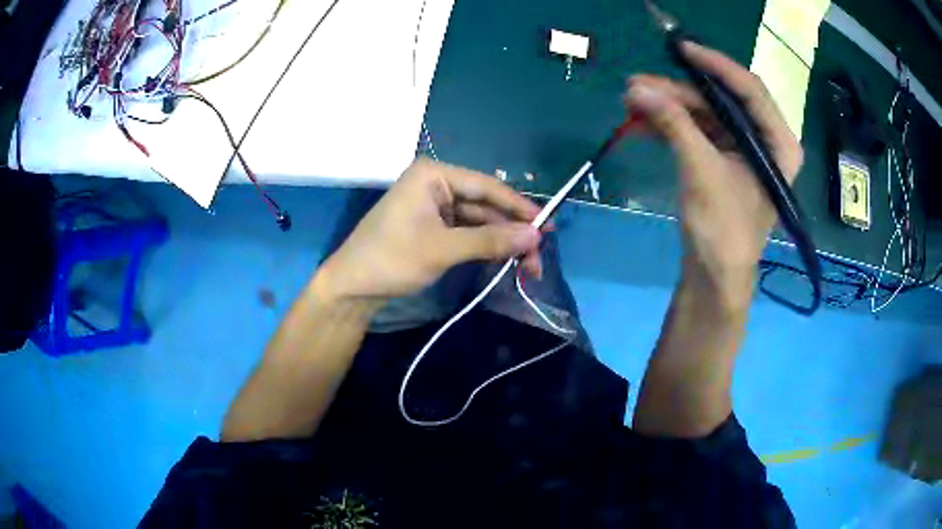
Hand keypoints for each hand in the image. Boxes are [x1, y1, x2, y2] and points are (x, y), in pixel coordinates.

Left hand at [314, 158, 543, 303]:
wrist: (351, 287)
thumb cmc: (391, 259)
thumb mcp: (443, 249)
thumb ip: (490, 240)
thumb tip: (535, 237)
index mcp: (433, 174)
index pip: (487, 186)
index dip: (519, 207)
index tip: (547, 227)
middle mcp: (435, 184)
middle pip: (485, 205)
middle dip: (512, 232)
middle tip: (538, 257)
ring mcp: (433, 205)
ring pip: (478, 221)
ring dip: (501, 242)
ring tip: (528, 266)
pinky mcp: (431, 226)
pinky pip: (465, 231)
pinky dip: (484, 246)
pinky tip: (503, 260)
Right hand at [624, 42, 802, 301]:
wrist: (715, 277)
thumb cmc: (723, 231)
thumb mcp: (701, 172)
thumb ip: (674, 124)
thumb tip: (637, 88)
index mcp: (779, 143)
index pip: (750, 89)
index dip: (715, 65)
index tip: (681, 50)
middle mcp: (765, 140)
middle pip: (722, 100)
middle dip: (680, 91)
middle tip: (639, 85)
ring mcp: (743, 149)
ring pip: (706, 113)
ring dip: (669, 106)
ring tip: (632, 102)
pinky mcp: (724, 160)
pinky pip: (698, 130)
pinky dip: (671, 124)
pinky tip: (643, 122)